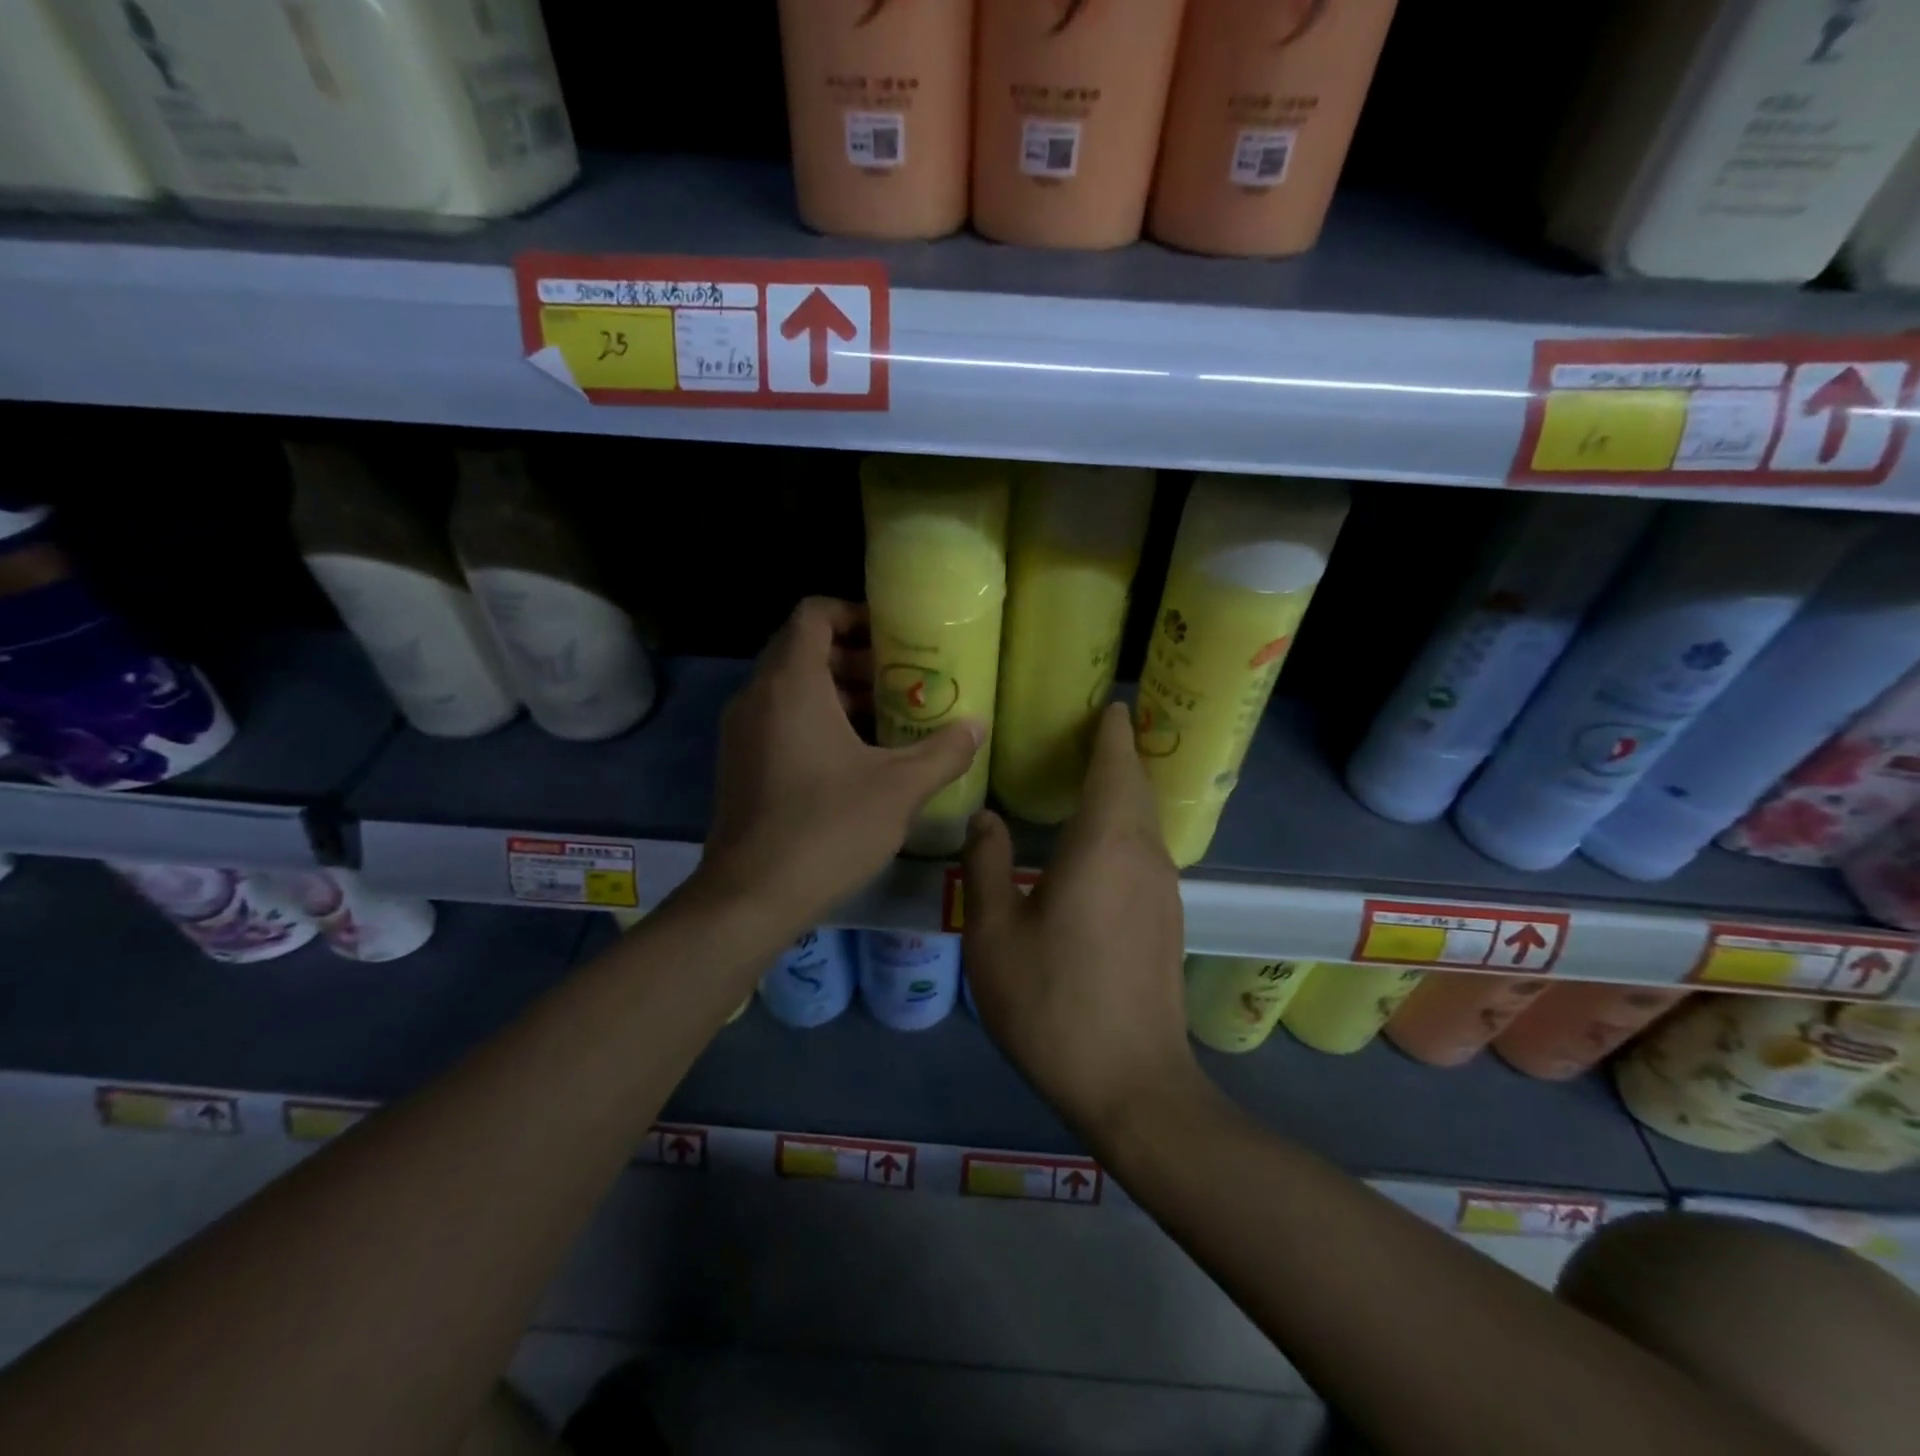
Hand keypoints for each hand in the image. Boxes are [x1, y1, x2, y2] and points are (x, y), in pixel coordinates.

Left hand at [699, 598, 982, 929]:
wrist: (751, 897)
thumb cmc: (827, 829)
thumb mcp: (899, 789)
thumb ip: (944, 752)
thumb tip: (978, 726)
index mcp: (791, 684)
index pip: (814, 614)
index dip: (855, 613)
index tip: (894, 637)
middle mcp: (757, 696)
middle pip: (804, 650)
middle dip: (856, 658)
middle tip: (902, 681)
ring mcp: (742, 731)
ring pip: (791, 688)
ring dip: (839, 692)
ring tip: (889, 720)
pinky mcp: (738, 763)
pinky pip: (779, 719)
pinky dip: (816, 720)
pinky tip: (856, 758)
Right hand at [962, 703, 1195, 1134]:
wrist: (1130, 1084)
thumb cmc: (1052, 1002)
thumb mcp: (994, 933)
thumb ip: (987, 865)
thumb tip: (986, 819)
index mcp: (1105, 843)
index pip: (1115, 763)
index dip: (1110, 729)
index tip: (1101, 703)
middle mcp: (1144, 854)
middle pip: (1135, 785)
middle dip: (1115, 753)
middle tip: (1081, 732)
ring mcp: (1162, 888)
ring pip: (1143, 819)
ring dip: (1120, 791)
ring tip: (1083, 778)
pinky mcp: (1166, 918)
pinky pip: (1144, 849)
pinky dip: (1124, 826)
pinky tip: (1094, 844)